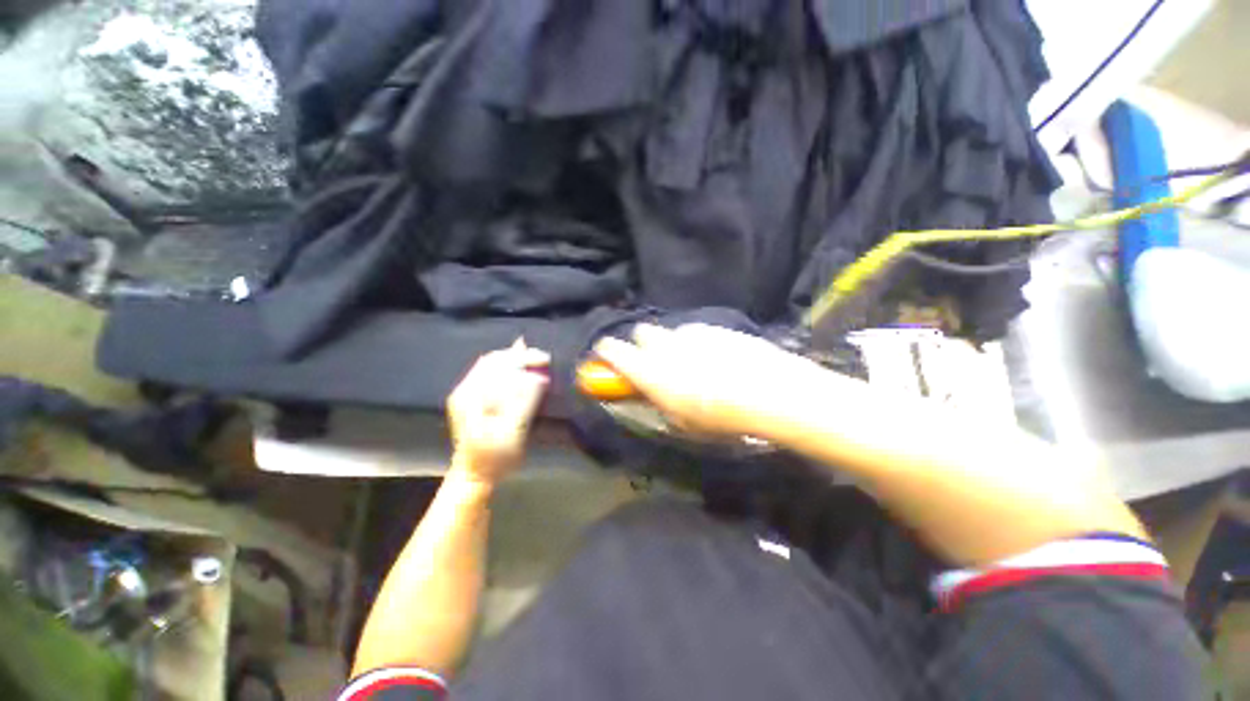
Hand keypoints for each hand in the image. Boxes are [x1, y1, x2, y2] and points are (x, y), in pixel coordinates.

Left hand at [447, 339, 549, 485]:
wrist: (474, 476)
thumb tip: (538, 377)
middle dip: (520, 355)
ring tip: (535, 361)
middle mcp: (466, 390)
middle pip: (494, 360)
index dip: (524, 357)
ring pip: (492, 365)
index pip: (499, 363)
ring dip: (515, 360)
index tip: (546, 360)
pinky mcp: (472, 400)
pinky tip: (520, 370)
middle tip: (543, 359)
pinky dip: (509, 369)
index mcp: (472, 396)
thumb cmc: (495, 457)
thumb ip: (524, 402)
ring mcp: (467, 394)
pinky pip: (490, 375)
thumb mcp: (513, 432)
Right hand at [593, 323, 816, 436]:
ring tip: (691, 363)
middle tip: (654, 362)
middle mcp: (664, 344)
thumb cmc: (718, 416)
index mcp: (648, 369)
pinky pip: (695, 332)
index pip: (612, 349)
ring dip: (671, 344)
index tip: (607, 356)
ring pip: (669, 332)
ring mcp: (690, 332)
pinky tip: (714, 358)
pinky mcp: (713, 328)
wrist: (767, 391)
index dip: (606, 351)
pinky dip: (695, 343)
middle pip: (641, 333)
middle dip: (641, 345)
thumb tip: (641, 390)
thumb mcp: (679, 421)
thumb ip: (654, 400)